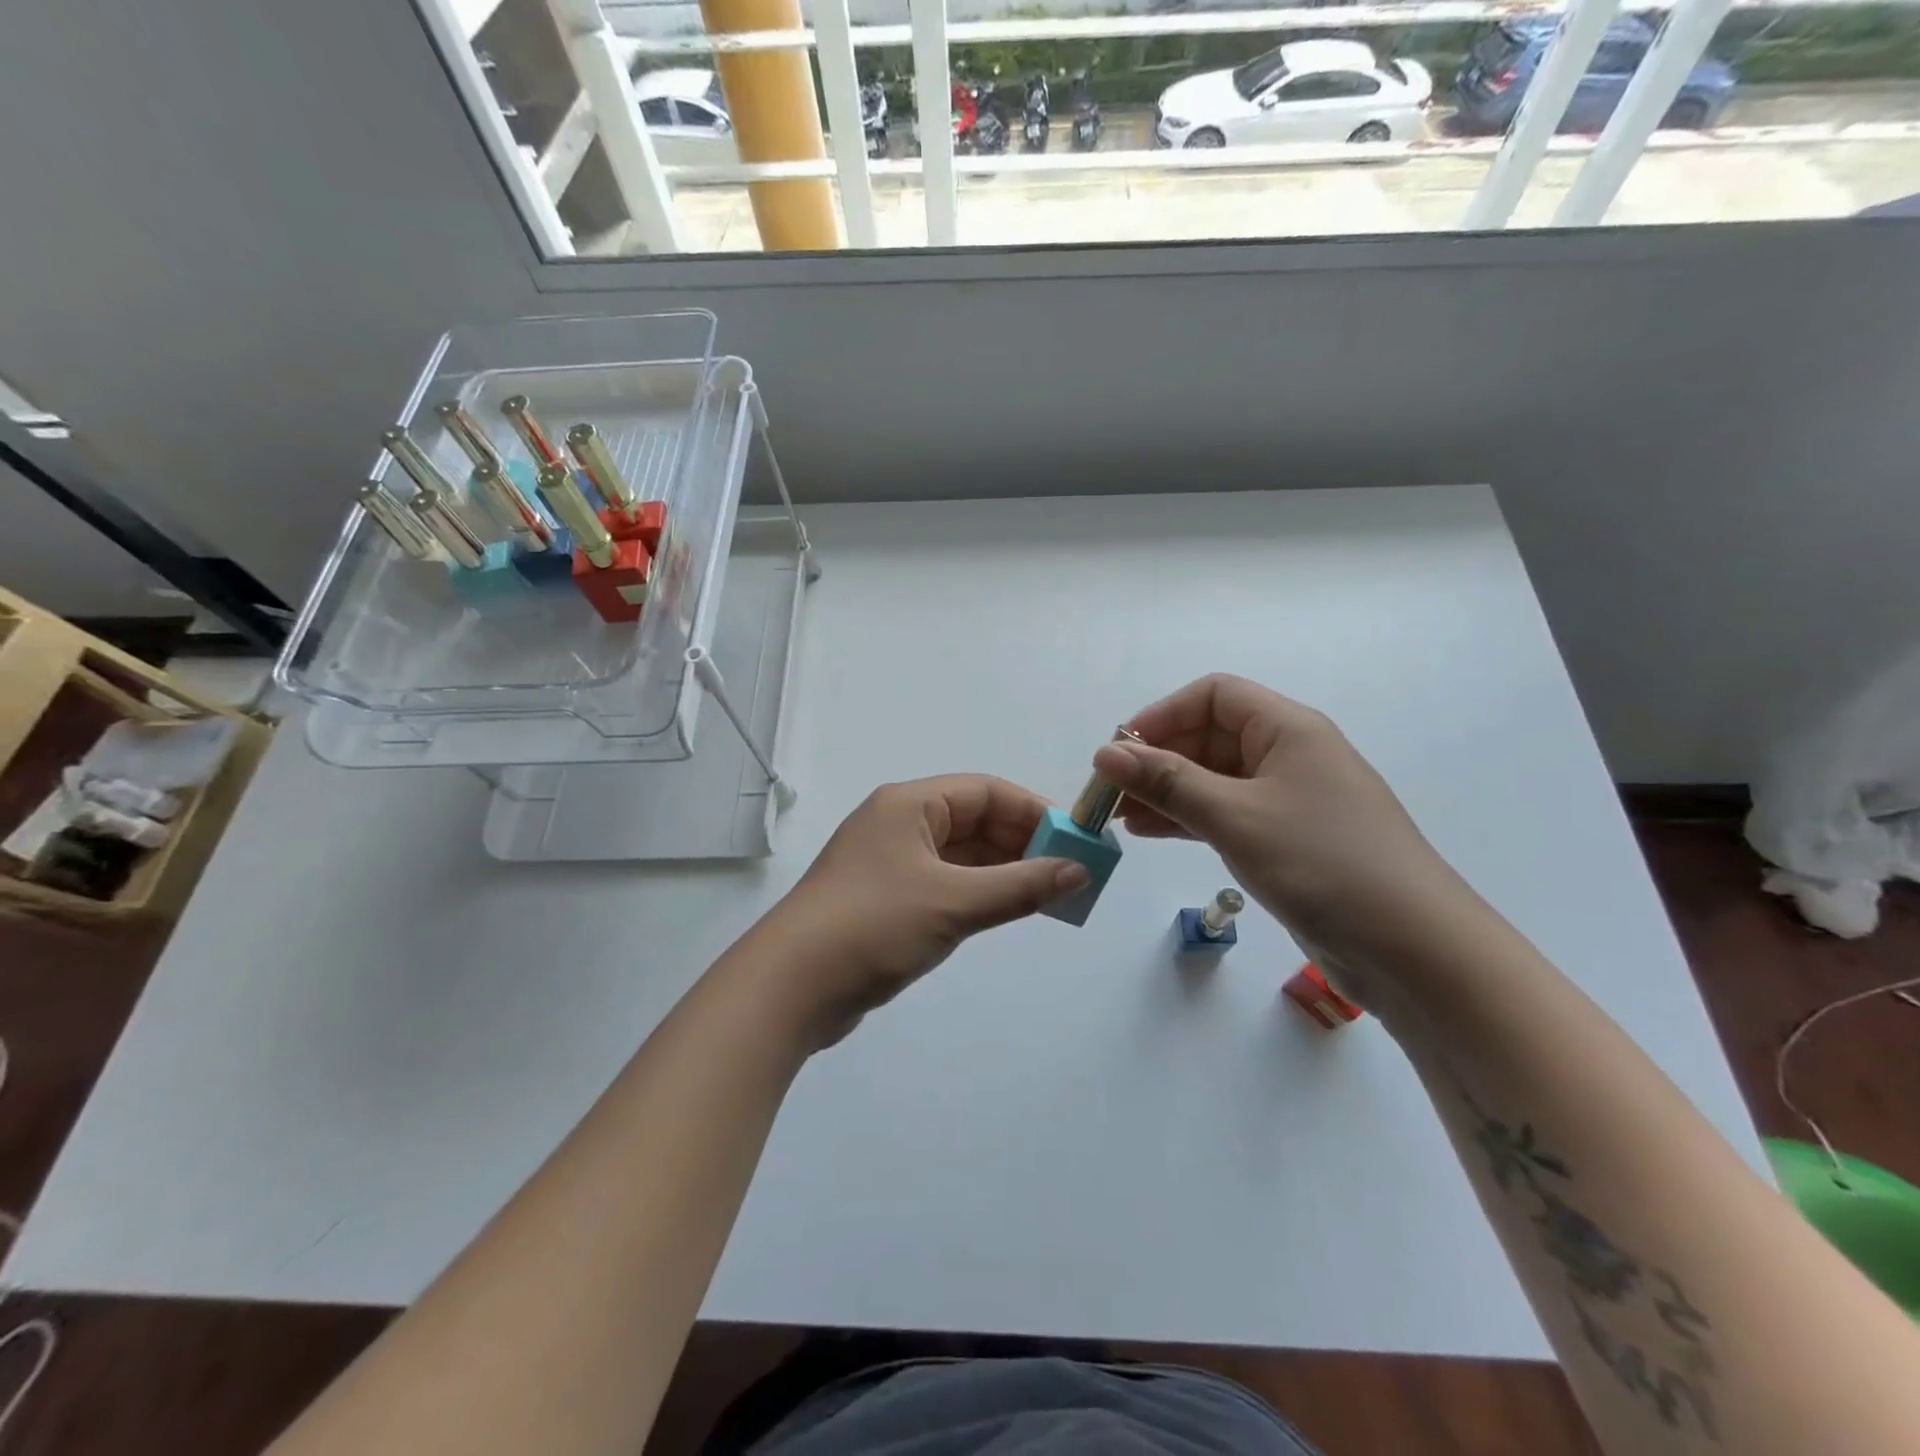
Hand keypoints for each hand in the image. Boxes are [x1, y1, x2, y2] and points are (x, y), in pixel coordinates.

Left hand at [752, 776, 1088, 1047]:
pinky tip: (1007, 911)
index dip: (1033, 811)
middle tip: (1069, 873)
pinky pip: (945, 883)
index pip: (985, 791)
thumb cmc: (874, 925)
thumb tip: (1078, 871)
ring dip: (1003, 871)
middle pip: (974, 821)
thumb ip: (1020, 886)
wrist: (790, 987)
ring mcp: (890, 863)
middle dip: (1022, 844)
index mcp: (908, 804)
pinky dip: (978, 893)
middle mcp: (899, 824)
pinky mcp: (887, 899)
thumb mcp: (954, 903)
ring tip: (1049, 895)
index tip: (1075, 840)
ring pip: (961, 855)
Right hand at [1092, 675, 1480, 1009]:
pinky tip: (1153, 833)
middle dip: (1158, 758)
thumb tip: (1105, 752)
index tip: (1120, 751)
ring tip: (1120, 818)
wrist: (1413, 949)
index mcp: (1287, 729)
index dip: (1162, 716)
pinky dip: (1190, 818)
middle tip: (1111, 793)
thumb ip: (1167, 782)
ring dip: (1168, 792)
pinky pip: (1228, 813)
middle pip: (1210, 736)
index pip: (1213, 696)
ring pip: (1215, 779)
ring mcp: (1290, 799)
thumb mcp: (1235, 817)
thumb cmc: (1323, 864)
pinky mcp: (1289, 839)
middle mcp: (1289, 754)